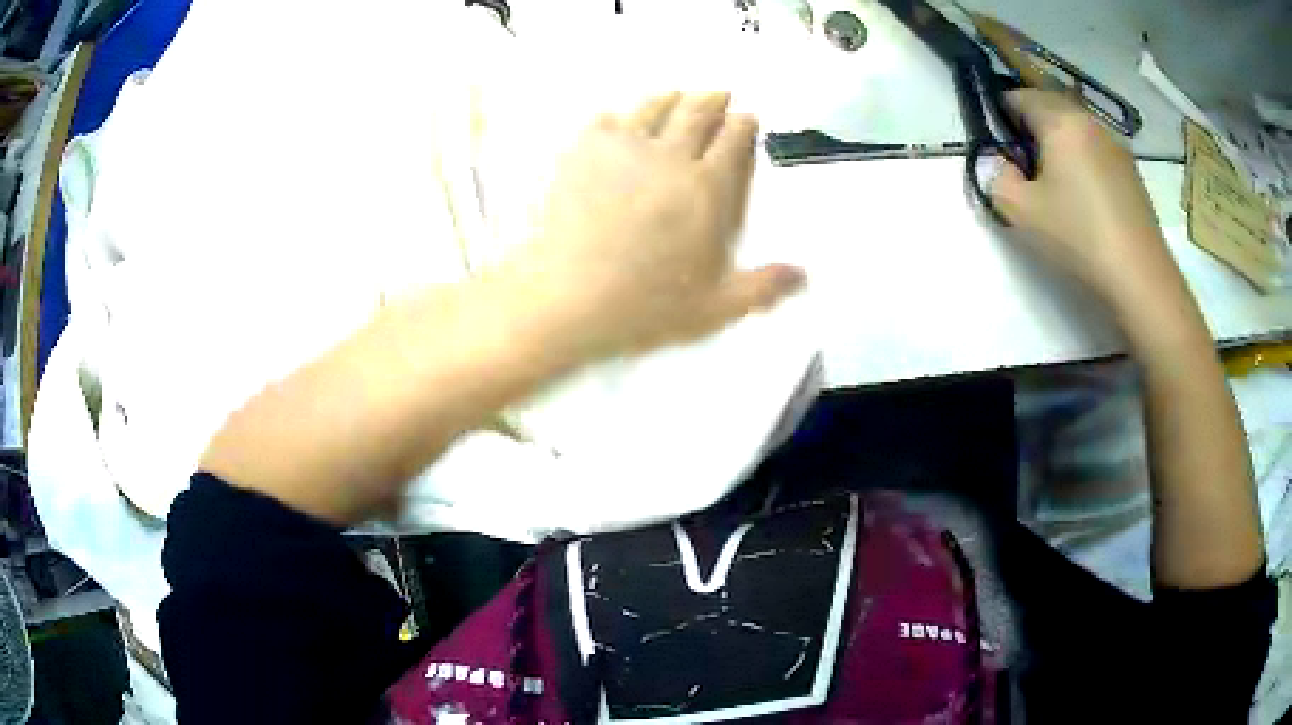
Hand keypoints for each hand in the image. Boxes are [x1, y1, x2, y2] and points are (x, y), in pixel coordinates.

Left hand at [501, 92, 804, 357]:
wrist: (571, 298)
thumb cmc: (648, 306)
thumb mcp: (717, 307)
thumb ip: (763, 287)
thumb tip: (803, 276)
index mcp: (706, 189)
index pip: (732, 141)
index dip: (743, 125)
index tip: (747, 118)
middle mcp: (669, 158)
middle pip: (696, 114)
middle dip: (713, 101)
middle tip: (719, 95)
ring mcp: (622, 151)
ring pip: (652, 108)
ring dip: (670, 98)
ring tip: (676, 95)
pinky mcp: (582, 155)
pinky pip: (604, 121)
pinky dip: (616, 116)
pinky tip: (617, 119)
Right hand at [991, 90, 1183, 314]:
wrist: (1140, 276)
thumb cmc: (1079, 236)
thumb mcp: (1021, 212)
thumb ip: (998, 178)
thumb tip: (1004, 164)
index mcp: (1059, 120)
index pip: (1019, 95)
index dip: (1002, 114)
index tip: (1001, 146)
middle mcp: (1088, 120)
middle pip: (1050, 105)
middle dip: (1032, 125)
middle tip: (1026, 164)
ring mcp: (1115, 144)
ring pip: (1076, 126)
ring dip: (1060, 141)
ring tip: (1058, 183)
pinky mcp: (1131, 170)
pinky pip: (1097, 148)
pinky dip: (1084, 159)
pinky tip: (1087, 197)